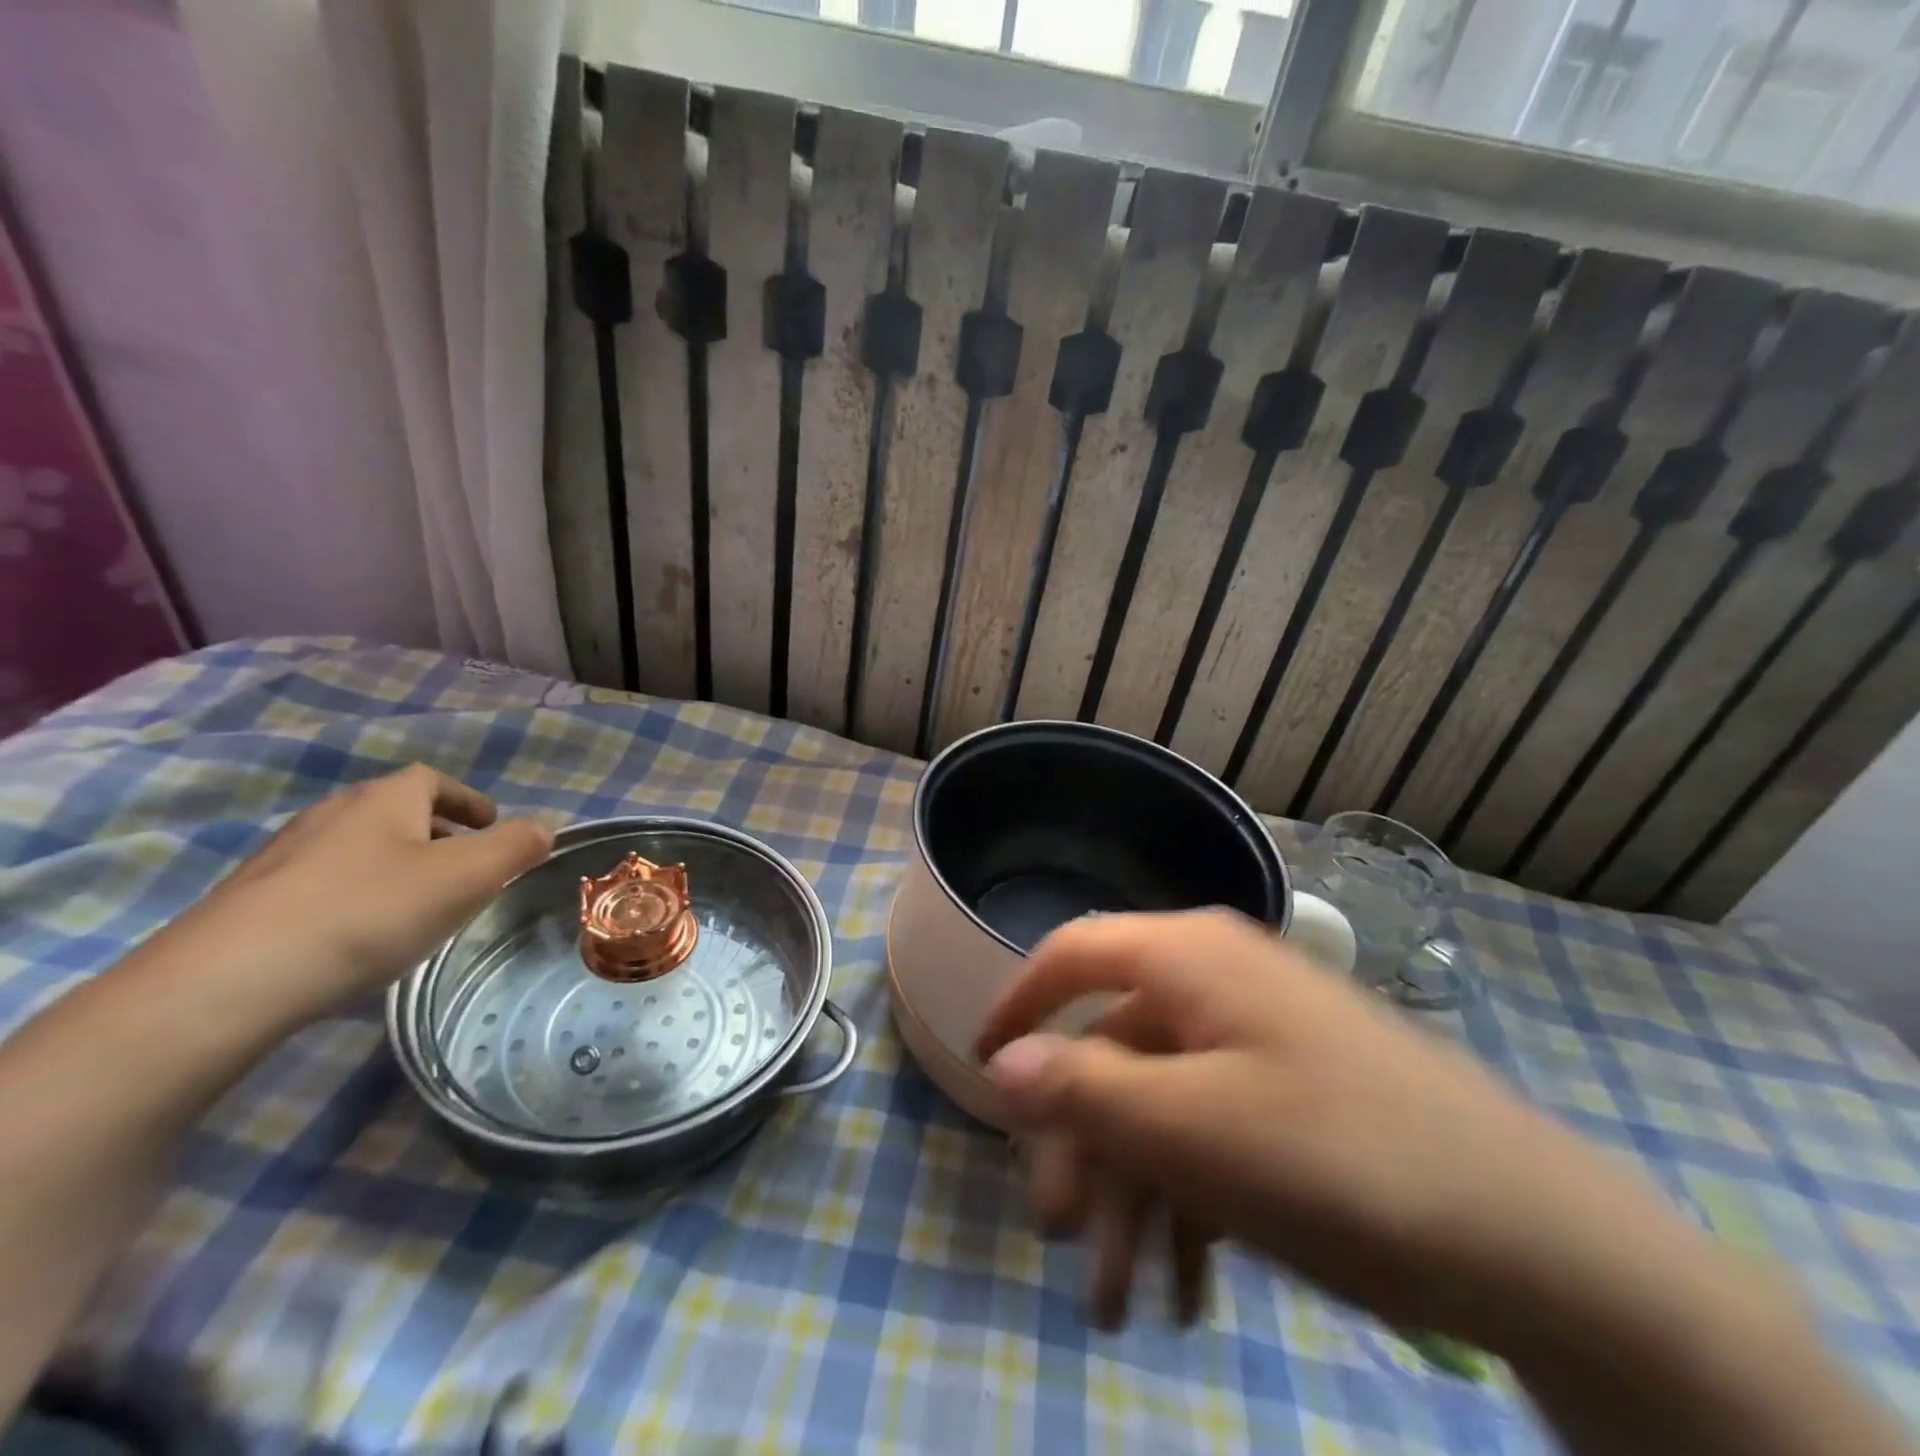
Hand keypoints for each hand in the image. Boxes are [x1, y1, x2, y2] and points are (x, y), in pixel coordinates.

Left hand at [155, 765, 550, 1029]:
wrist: (227, 982)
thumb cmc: (367, 913)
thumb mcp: (466, 877)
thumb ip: (516, 847)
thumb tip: (544, 827)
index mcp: (384, 800)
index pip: (432, 779)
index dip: (467, 800)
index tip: (491, 826)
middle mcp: (331, 815)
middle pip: (393, 810)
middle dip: (435, 832)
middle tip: (463, 867)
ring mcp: (283, 857)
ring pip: (357, 847)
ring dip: (394, 864)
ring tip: (418, 904)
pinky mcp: (251, 901)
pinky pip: (322, 883)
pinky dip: (355, 895)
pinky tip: (360, 936)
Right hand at [973, 910, 1712, 1350]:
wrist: (1543, 1241)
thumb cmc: (1341, 1160)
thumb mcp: (1191, 1129)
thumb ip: (1083, 1088)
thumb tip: (999, 1064)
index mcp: (1189, 958)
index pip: (1072, 954)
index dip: (1017, 1004)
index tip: (981, 1071)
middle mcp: (1218, 981)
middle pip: (1113, 1049)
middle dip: (1079, 1145)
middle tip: (1057, 1240)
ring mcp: (1261, 1039)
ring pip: (1161, 1103)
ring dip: (1131, 1195)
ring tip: (1121, 1304)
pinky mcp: (1295, 1094)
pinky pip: (1213, 1131)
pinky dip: (1188, 1203)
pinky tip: (1188, 1293)